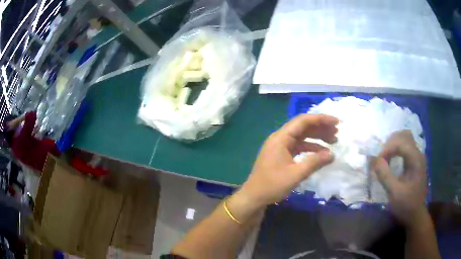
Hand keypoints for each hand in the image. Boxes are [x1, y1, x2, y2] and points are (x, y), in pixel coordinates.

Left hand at [239, 114, 338, 206]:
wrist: (254, 197)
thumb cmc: (272, 185)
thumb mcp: (296, 174)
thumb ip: (315, 162)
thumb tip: (332, 155)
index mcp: (281, 138)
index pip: (303, 121)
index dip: (321, 119)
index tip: (336, 122)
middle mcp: (280, 138)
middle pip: (303, 127)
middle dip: (321, 128)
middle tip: (337, 132)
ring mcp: (280, 146)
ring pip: (302, 136)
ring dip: (317, 137)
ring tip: (333, 140)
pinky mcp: (281, 154)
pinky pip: (298, 146)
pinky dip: (310, 147)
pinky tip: (321, 152)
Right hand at [373, 130, 426, 226]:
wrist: (415, 215)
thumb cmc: (406, 205)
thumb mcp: (395, 194)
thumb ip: (385, 176)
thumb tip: (374, 160)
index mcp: (416, 160)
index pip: (400, 143)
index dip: (387, 149)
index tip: (377, 162)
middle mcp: (418, 154)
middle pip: (404, 136)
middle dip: (390, 143)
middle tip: (380, 158)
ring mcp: (417, 157)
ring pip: (404, 139)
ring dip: (393, 145)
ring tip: (384, 158)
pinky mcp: (414, 162)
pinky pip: (405, 148)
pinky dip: (396, 150)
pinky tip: (391, 160)